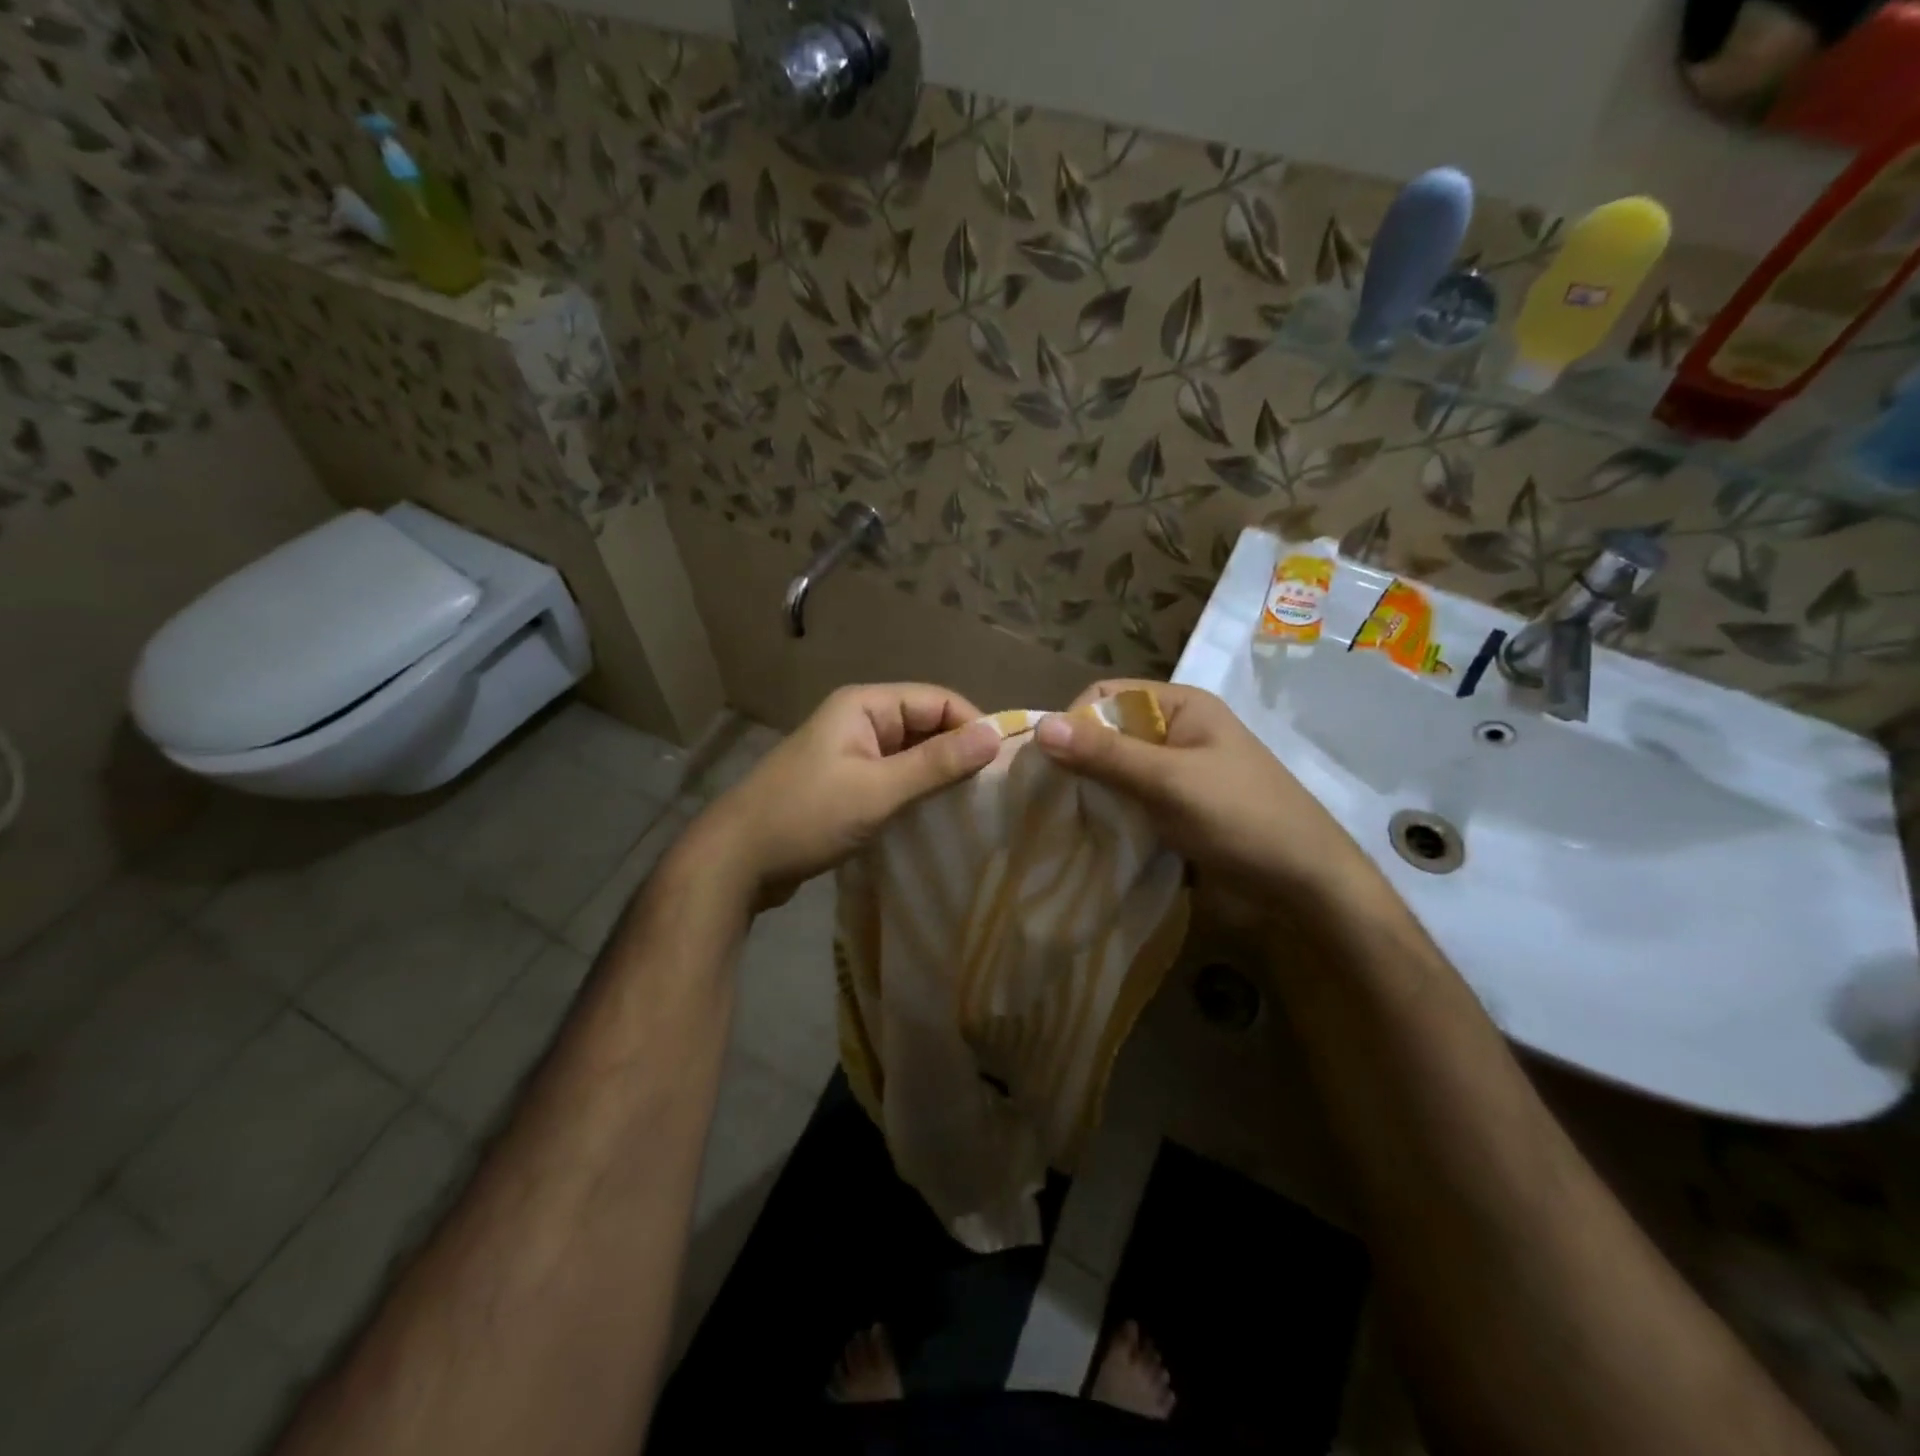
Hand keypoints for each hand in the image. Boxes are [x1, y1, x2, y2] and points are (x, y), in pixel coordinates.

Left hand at [693, 684, 1001, 907]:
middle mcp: (860, 721)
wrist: (737, 860)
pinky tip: (939, 817)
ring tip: (975, 806)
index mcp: (865, 706)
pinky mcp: (847, 784)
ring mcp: (851, 753)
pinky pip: (894, 778)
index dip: (973, 726)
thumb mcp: (877, 790)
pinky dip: (916, 792)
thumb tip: (995, 736)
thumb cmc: (807, 816)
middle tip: (995, 790)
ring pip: (911, 754)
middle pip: (926, 725)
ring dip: (939, 776)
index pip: (938, 700)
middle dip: (959, 752)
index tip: (1004, 765)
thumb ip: (936, 763)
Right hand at [1034, 680, 1375, 903]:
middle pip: (1107, 733)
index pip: (1106, 696)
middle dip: (1076, 761)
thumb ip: (1106, 754)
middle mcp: (1175, 732)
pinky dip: (1107, 814)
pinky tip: (1086, 833)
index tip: (1049, 763)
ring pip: (1113, 772)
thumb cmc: (1241, 818)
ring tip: (1060, 819)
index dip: (1074, 721)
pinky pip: (1127, 802)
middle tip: (1047, 796)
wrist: (1304, 885)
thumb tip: (1039, 726)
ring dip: (1089, 792)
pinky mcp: (1173, 811)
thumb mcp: (1170, 781)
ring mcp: (1174, 774)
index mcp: (1181, 706)